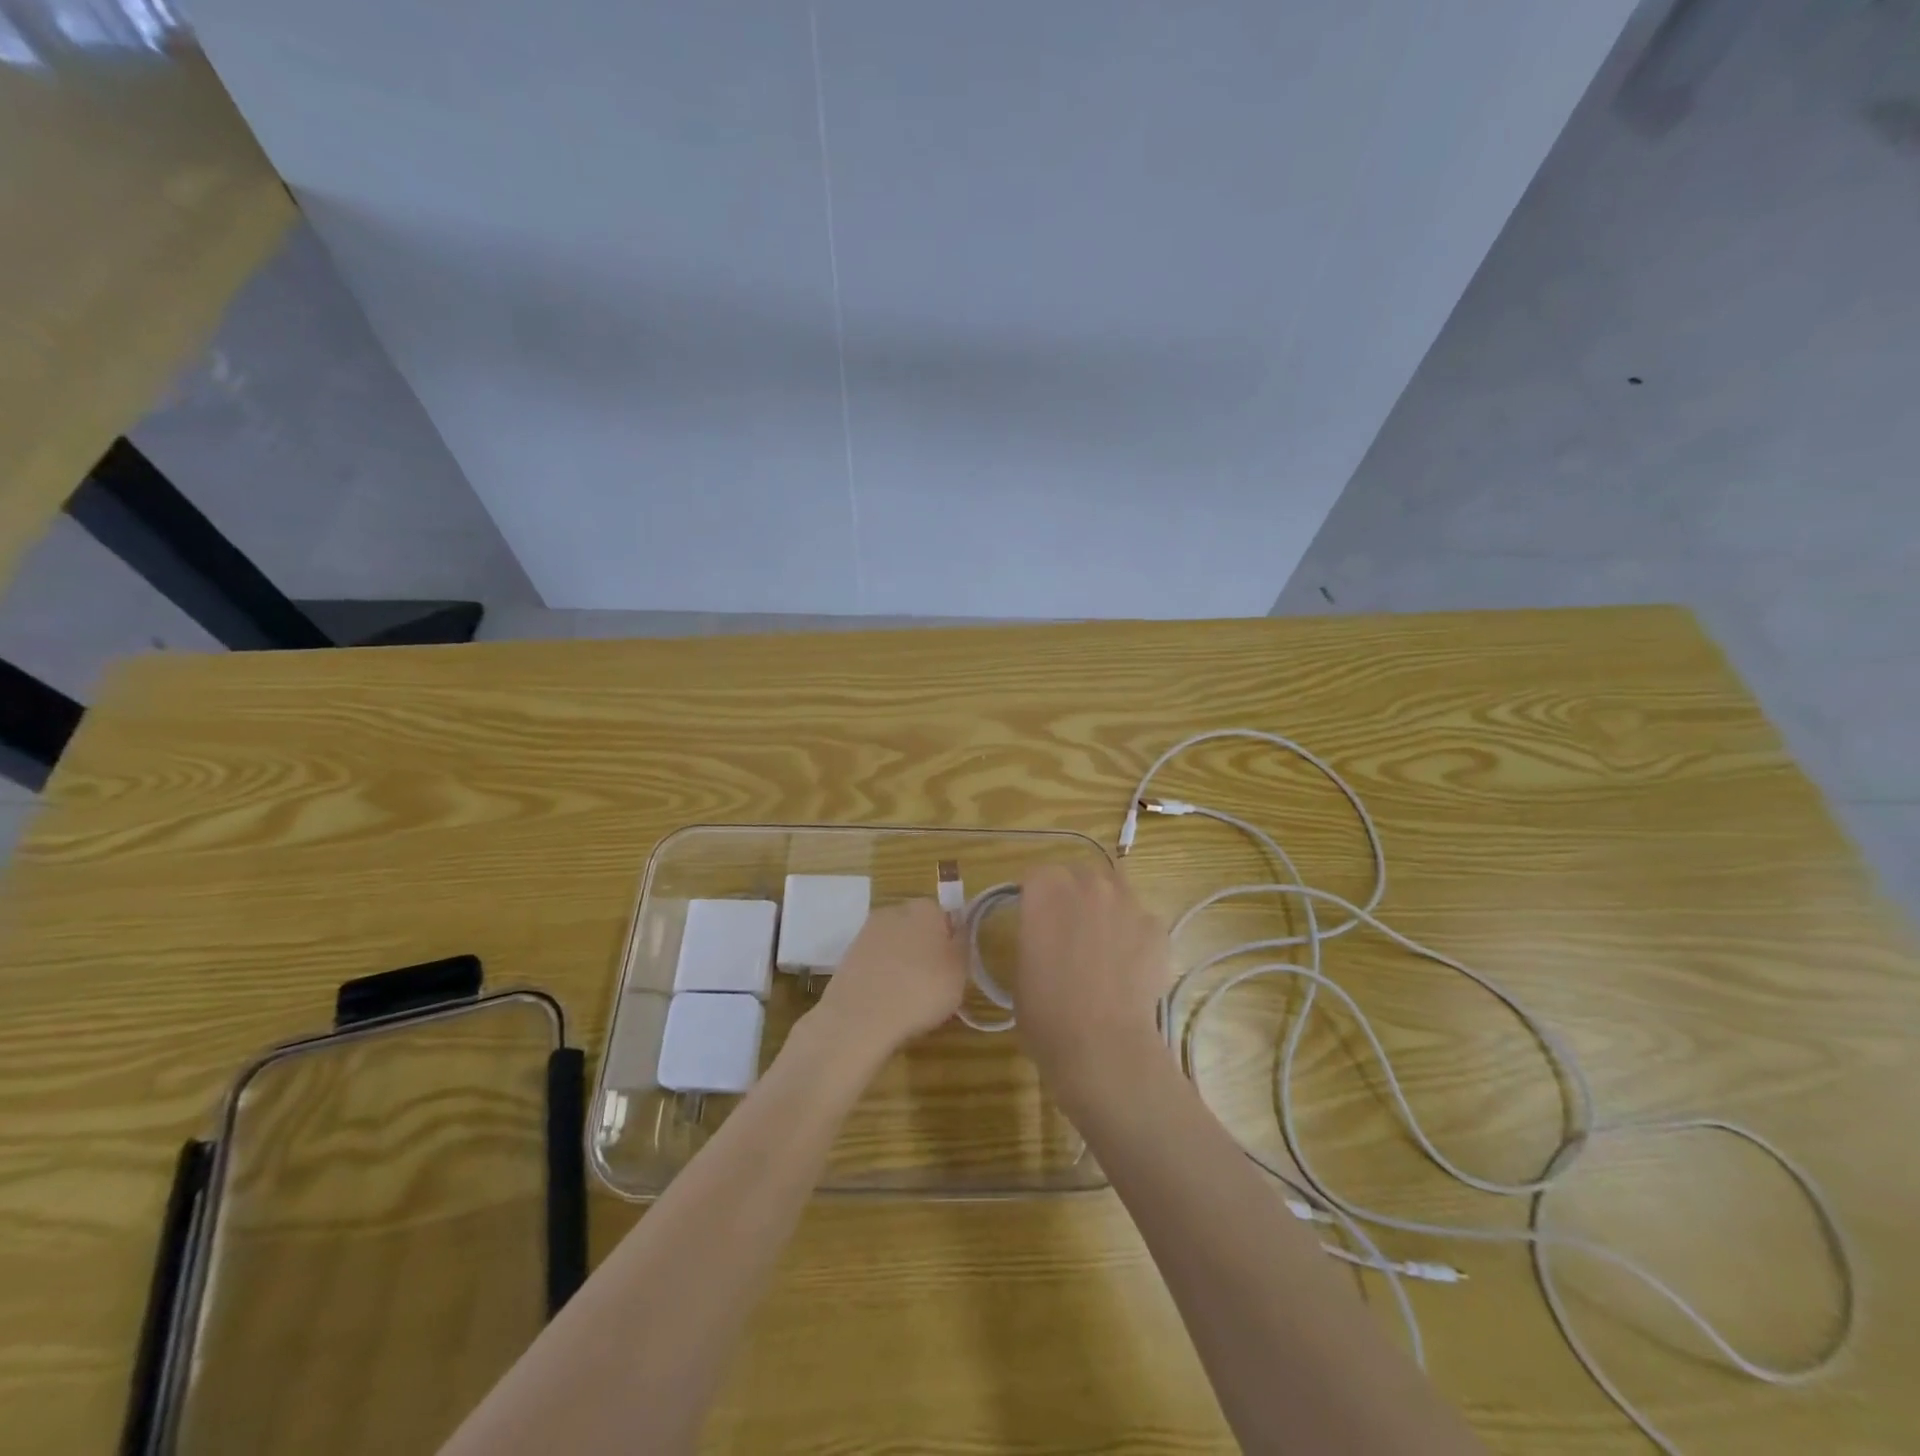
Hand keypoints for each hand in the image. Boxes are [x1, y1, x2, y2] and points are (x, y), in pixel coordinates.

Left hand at [811, 899, 966, 1059]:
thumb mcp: (960, 971)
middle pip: (916, 927)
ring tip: (907, 997)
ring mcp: (867, 932)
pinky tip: (885, 1000)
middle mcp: (894, 910)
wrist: (861, 1017)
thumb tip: (958, 930)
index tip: (953, 967)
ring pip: (894, 945)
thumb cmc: (922, 990)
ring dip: (900, 962)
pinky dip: (881, 976)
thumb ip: (962, 945)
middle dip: (924, 949)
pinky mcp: (847, 955)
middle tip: (932, 982)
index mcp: (925, 908)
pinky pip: (874, 962)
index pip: (944, 916)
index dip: (950, 942)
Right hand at [1014, 864, 1171, 1096]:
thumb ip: (1034, 937)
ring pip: (1115, 892)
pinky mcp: (1157, 928)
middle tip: (1068, 935)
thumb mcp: (1020, 967)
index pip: (1036, 877)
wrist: (1101, 1044)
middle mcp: (1088, 884)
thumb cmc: (1045, 1010)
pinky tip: (1130, 968)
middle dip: (1073, 897)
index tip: (1035, 924)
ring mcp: (1128, 902)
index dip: (1035, 900)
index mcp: (1045, 889)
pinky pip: (1142, 922)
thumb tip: (1047, 937)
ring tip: (1104, 948)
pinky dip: (1135, 937)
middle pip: (1079, 876)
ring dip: (1106, 910)